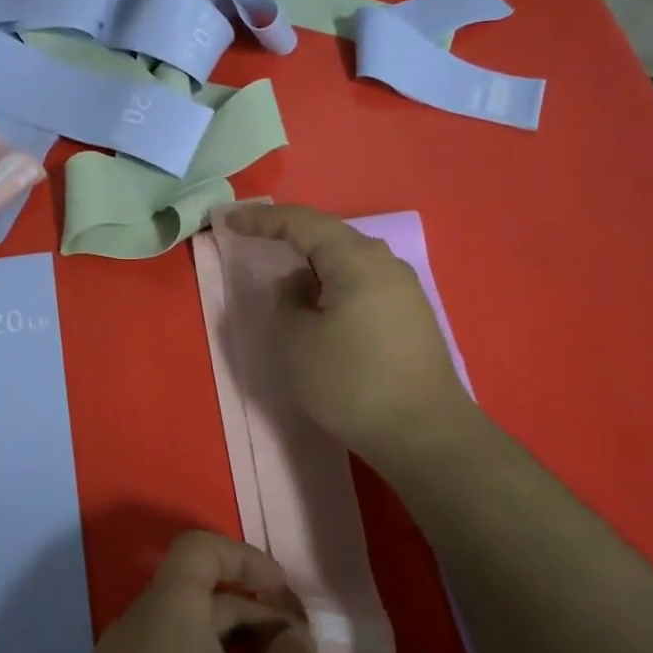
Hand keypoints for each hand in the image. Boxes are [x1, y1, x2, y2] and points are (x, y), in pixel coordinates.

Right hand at [221, 202, 471, 466]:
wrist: (424, 433)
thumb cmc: (351, 382)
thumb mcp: (298, 341)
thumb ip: (286, 302)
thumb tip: (298, 287)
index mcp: (356, 260)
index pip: (303, 223)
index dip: (262, 219)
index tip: (228, 222)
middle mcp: (385, 264)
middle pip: (330, 237)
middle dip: (290, 238)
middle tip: (254, 241)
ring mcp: (404, 291)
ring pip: (348, 264)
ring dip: (313, 267)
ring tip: (286, 284)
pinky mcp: (410, 318)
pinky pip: (363, 286)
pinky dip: (334, 288)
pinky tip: (321, 310)